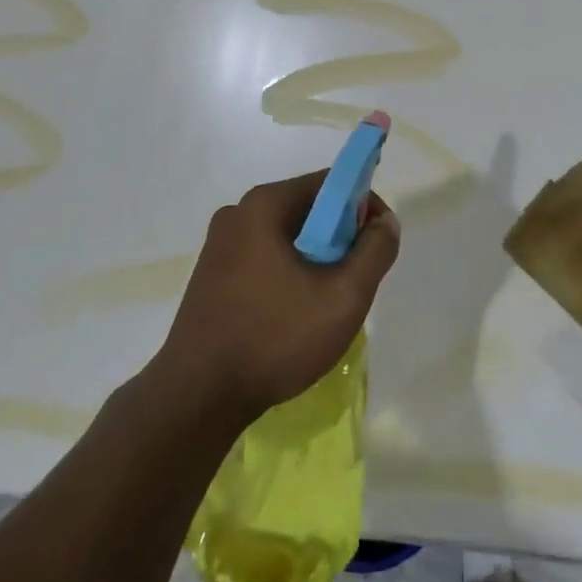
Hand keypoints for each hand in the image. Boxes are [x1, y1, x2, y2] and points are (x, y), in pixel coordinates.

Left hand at [155, 171, 398, 419]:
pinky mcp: (210, 274)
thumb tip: (384, 222)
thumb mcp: (344, 296)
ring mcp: (219, 244)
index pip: (330, 184)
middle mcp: (238, 212)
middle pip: (307, 209)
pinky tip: (291, 315)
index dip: (364, 207)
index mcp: (265, 204)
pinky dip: (287, 274)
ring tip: (324, 304)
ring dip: (314, 259)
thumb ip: (374, 251)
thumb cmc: (275, 338)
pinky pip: (263, 258)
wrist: (197, 397)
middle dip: (339, 239)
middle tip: (353, 282)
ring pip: (286, 237)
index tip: (377, 246)